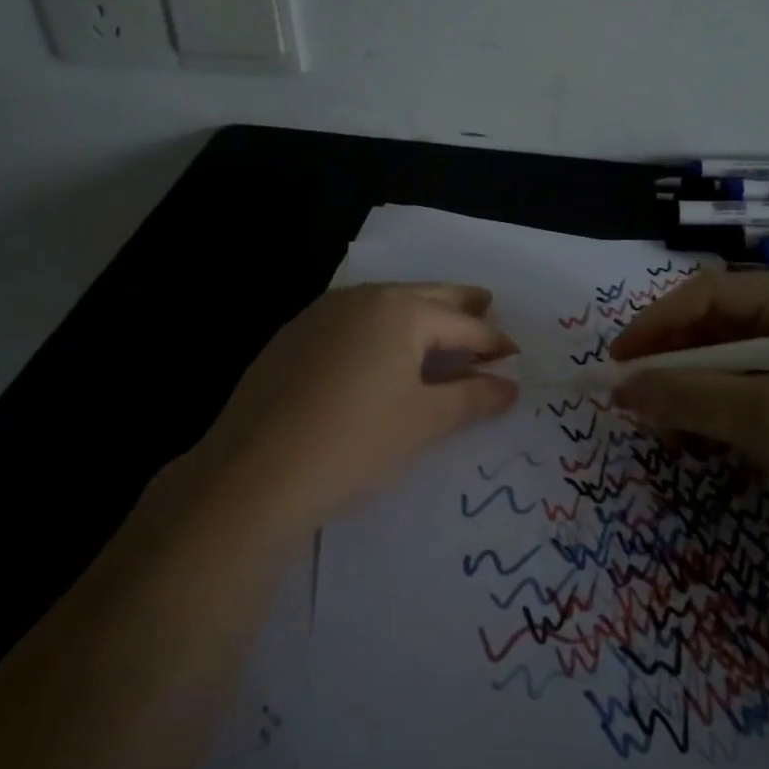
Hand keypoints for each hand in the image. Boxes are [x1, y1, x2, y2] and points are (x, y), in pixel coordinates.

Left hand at [189, 282, 518, 535]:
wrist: (253, 472)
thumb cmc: (355, 443)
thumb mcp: (424, 422)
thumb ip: (472, 398)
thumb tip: (509, 386)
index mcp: (401, 311)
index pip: (462, 325)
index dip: (492, 342)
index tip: (515, 355)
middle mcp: (362, 299)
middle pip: (425, 296)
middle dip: (459, 304)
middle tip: (487, 305)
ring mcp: (322, 314)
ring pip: (385, 304)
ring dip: (418, 312)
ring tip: (438, 327)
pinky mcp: (293, 336)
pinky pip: (352, 321)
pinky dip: (379, 328)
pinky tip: (380, 350)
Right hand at [609, 270, 768, 536]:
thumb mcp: (763, 418)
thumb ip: (688, 396)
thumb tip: (622, 388)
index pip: (704, 294)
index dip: (653, 325)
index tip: (618, 364)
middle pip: (716, 327)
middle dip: (673, 364)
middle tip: (638, 403)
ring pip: (732, 361)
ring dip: (695, 391)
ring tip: (671, 431)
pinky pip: (756, 388)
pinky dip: (725, 410)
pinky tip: (710, 442)